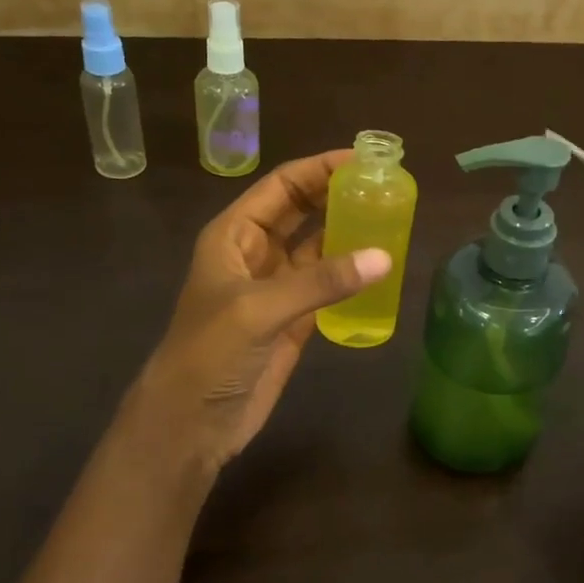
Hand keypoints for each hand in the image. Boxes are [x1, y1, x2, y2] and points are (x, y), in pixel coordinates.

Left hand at [122, 151, 390, 478]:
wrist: (191, 422)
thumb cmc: (210, 353)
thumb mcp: (260, 309)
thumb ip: (320, 281)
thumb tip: (384, 256)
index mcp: (234, 235)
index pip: (281, 187)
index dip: (319, 168)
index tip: (363, 160)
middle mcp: (255, 254)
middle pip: (302, 211)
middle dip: (338, 195)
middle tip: (386, 186)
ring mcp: (276, 289)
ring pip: (318, 248)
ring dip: (348, 234)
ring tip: (392, 220)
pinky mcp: (293, 321)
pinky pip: (327, 287)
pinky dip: (351, 277)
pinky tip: (381, 270)